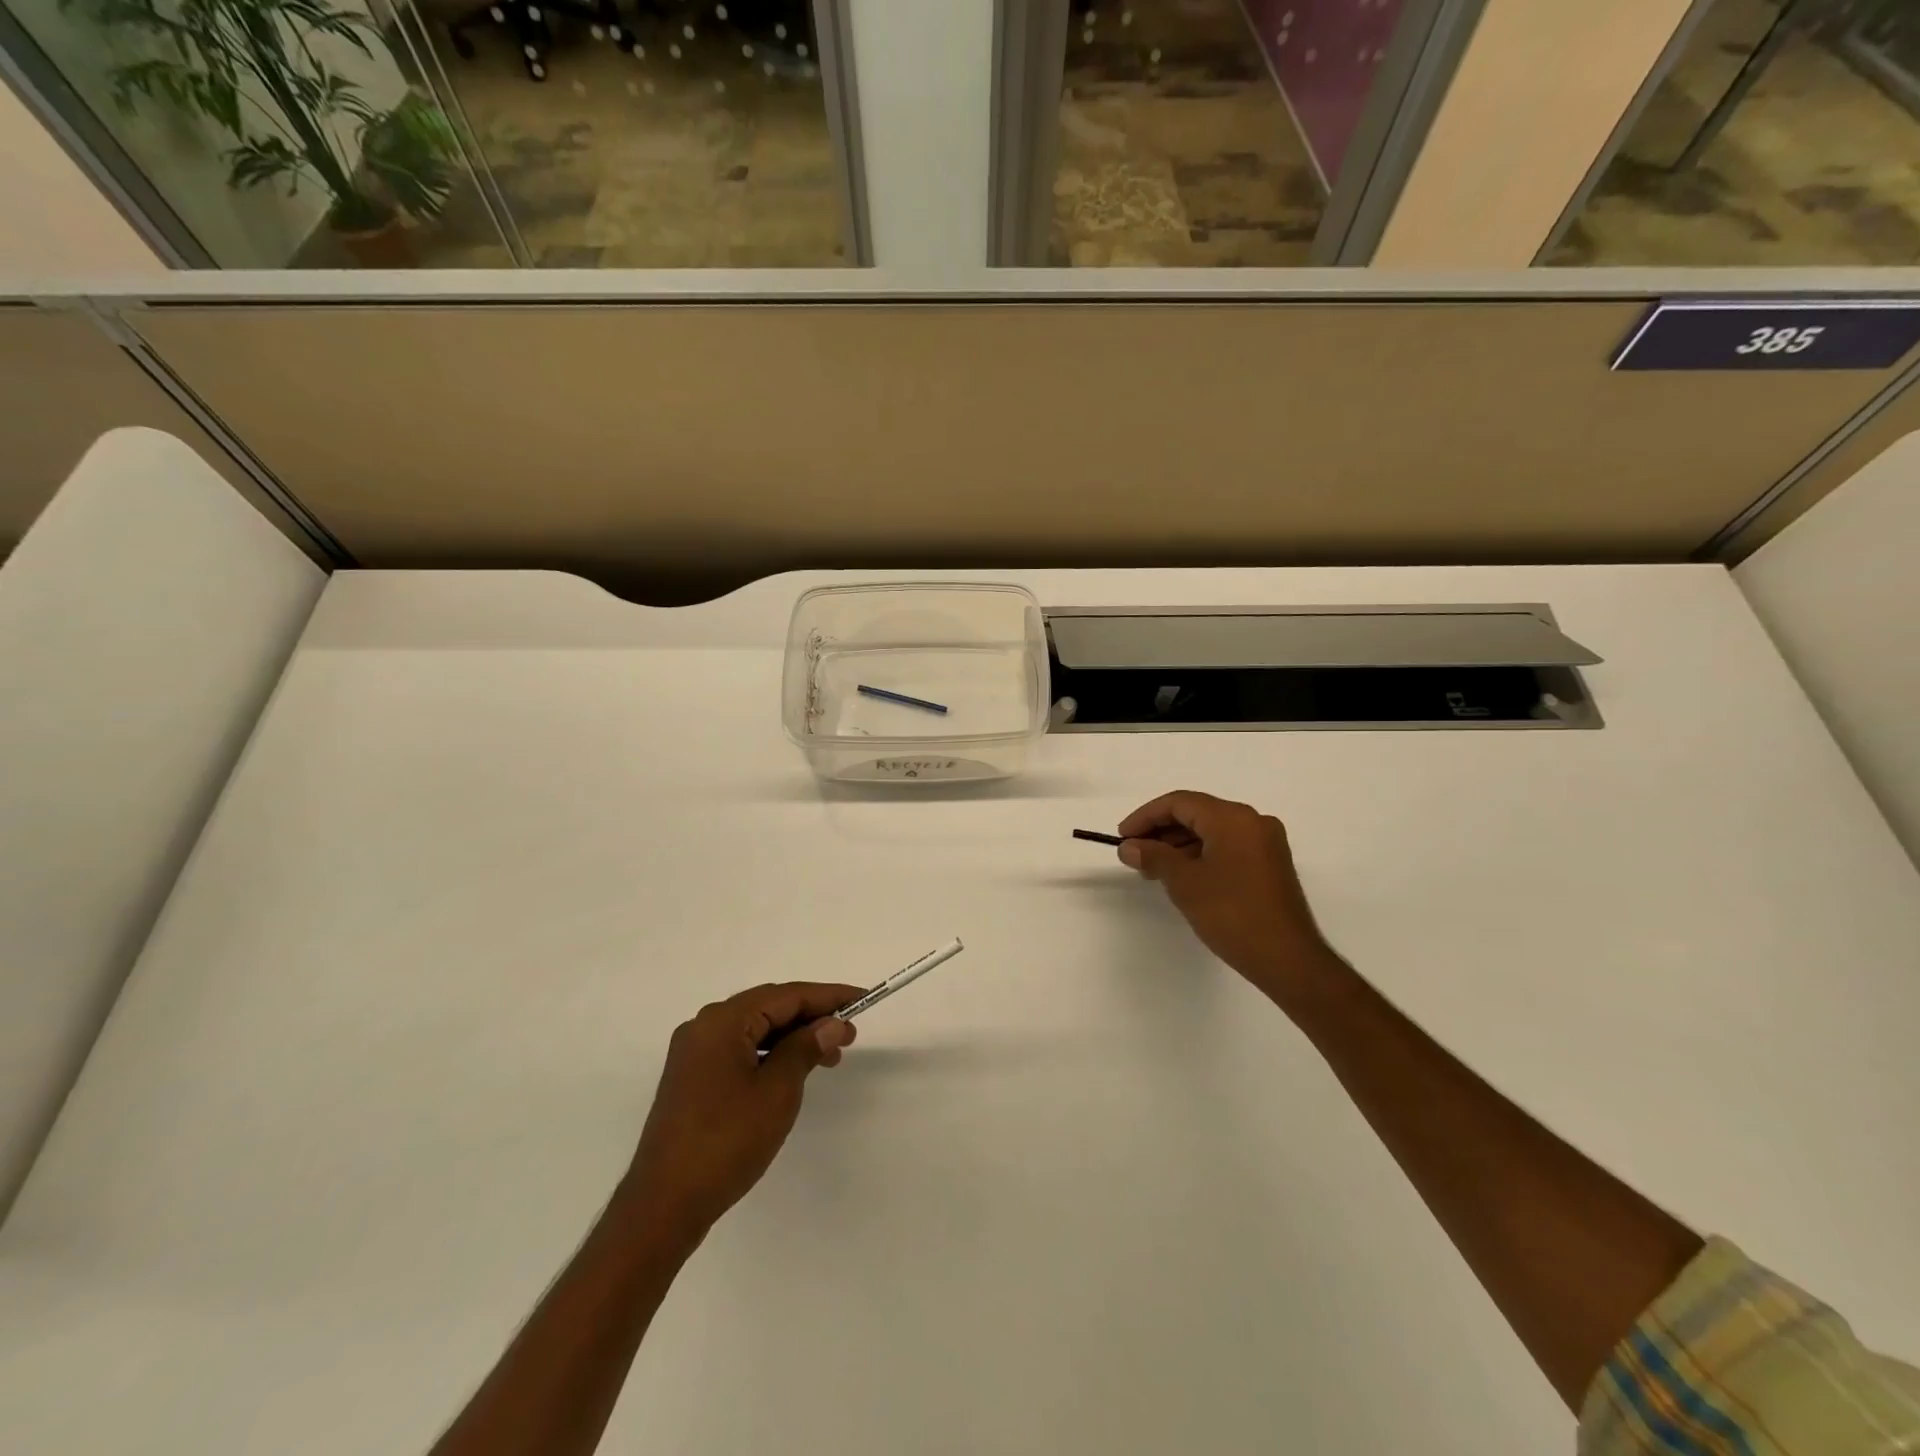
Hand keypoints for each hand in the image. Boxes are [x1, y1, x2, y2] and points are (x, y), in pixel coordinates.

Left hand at [625, 981, 861, 1240]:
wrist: (664, 1205)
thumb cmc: (726, 1141)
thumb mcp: (777, 1091)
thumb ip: (806, 1048)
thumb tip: (831, 1023)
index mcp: (722, 1021)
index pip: (786, 995)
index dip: (828, 996)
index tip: (862, 1000)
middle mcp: (704, 1027)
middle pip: (769, 1007)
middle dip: (812, 1017)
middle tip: (849, 1035)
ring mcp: (695, 1054)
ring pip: (756, 1030)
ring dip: (794, 1038)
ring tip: (829, 1056)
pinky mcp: (693, 1079)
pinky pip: (741, 1050)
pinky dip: (771, 1054)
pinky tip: (793, 1071)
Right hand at [1117, 791, 1339, 1004]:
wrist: (1288, 960)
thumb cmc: (1232, 915)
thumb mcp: (1185, 883)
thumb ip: (1154, 857)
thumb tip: (1128, 847)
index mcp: (1233, 818)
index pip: (1180, 803)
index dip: (1145, 817)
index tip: (1122, 837)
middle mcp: (1252, 822)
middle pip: (1197, 813)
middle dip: (1161, 830)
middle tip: (1133, 853)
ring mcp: (1265, 843)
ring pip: (1211, 830)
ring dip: (1178, 844)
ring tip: (1152, 868)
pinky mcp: (1269, 864)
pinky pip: (1227, 846)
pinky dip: (1200, 854)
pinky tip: (1181, 875)